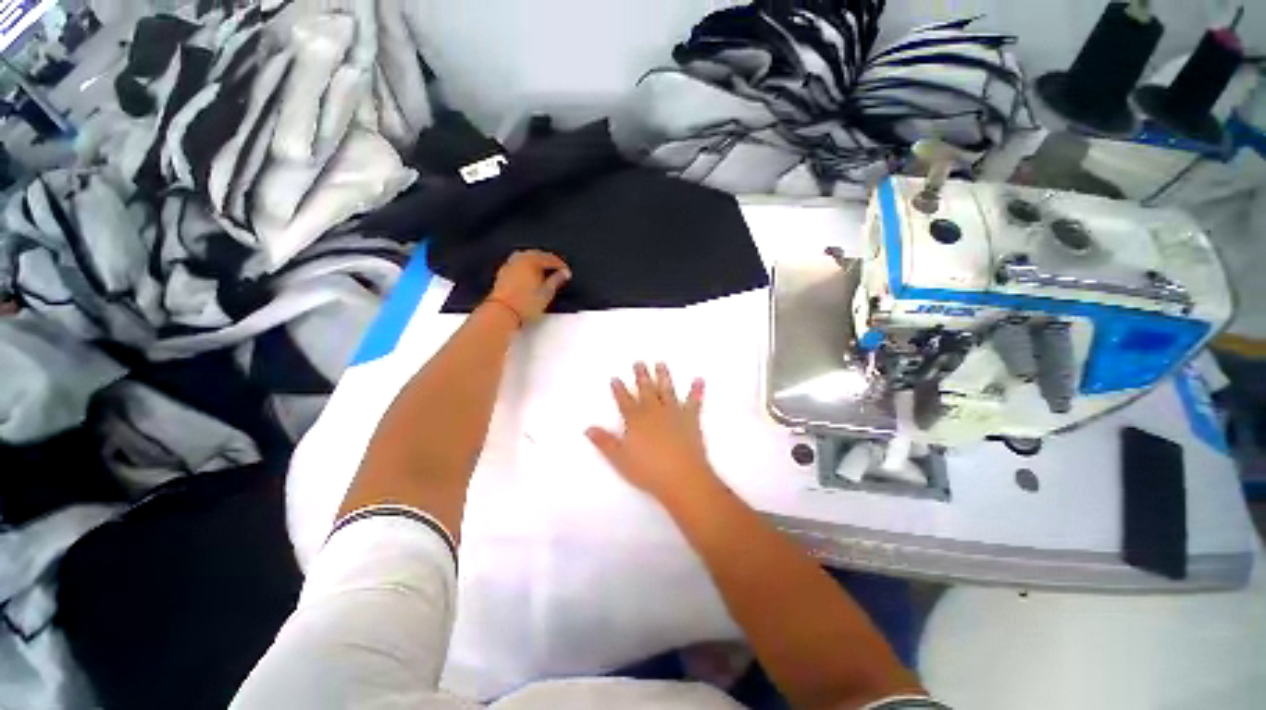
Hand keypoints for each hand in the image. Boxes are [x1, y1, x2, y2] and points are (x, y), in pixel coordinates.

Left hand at [485, 250, 570, 325]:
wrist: (503, 312)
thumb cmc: (524, 304)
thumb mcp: (547, 293)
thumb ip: (557, 280)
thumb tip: (564, 273)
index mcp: (532, 261)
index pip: (550, 258)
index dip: (561, 265)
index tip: (566, 273)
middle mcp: (520, 259)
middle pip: (537, 254)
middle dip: (548, 261)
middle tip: (557, 270)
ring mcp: (510, 265)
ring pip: (526, 257)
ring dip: (536, 261)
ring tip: (544, 272)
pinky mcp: (503, 273)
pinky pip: (517, 263)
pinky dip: (526, 266)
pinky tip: (529, 274)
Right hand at [586, 362, 720, 504]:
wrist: (682, 477)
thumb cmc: (648, 470)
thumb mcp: (620, 458)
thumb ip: (604, 442)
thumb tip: (588, 428)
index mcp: (636, 419)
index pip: (624, 401)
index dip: (619, 389)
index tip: (616, 378)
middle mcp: (654, 411)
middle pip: (645, 389)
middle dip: (641, 376)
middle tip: (639, 362)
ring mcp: (673, 412)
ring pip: (667, 390)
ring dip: (663, 376)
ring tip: (661, 363)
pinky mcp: (691, 419)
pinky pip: (694, 401)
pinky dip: (697, 390)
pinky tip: (699, 380)